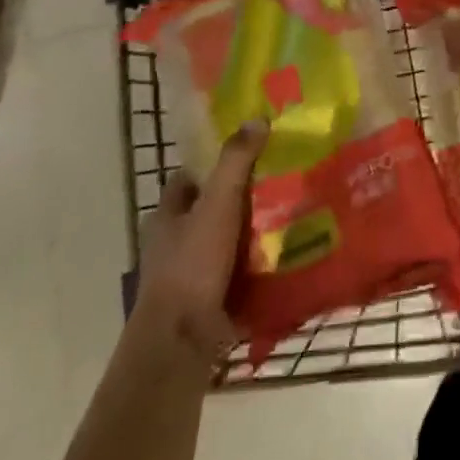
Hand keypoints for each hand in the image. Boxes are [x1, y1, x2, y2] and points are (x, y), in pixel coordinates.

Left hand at [130, 121, 267, 367]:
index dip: (214, 164)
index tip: (249, 152)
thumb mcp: (217, 203)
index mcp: (166, 217)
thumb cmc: (192, 264)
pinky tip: (288, 255)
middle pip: (210, 210)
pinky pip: (238, 274)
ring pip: (226, 243)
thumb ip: (235, 162)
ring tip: (293, 215)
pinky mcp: (208, 302)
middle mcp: (173, 244)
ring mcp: (189, 276)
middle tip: (282, 181)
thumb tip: (256, 119)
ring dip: (253, 234)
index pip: (189, 179)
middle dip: (241, 198)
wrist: (182, 341)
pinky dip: (258, 266)